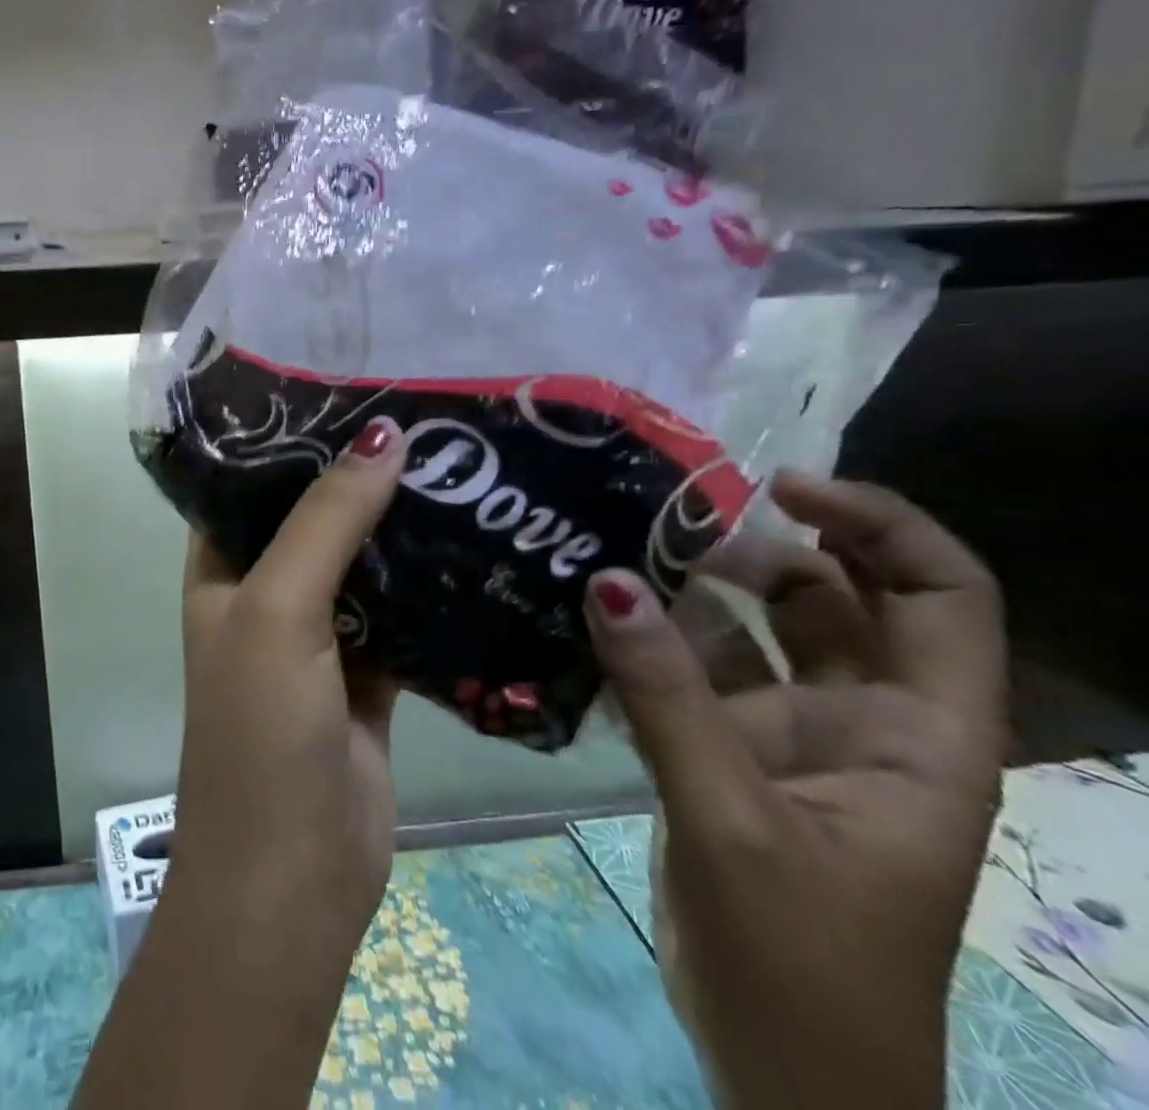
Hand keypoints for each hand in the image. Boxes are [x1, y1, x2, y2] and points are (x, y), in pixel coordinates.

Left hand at [73, 418, 406, 1109]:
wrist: (294, 880)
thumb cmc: (261, 732)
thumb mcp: (279, 610)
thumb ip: (326, 521)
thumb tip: (382, 435)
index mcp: (222, 568)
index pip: (250, 481)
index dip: (293, 436)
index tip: (352, 387)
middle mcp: (265, 591)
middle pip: (314, 515)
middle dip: (361, 474)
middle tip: (429, 417)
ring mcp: (319, 633)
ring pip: (364, 561)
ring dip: (403, 525)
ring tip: (463, 461)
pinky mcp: (370, 673)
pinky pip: (403, 612)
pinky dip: (433, 585)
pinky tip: (481, 542)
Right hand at [583, 472, 1005, 1109]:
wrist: (785, 1077)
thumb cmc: (804, 963)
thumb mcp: (733, 820)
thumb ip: (667, 697)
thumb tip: (608, 579)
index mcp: (923, 734)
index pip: (940, 595)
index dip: (878, 525)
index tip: (781, 487)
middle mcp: (863, 718)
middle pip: (835, 597)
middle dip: (763, 546)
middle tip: (668, 514)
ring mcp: (790, 734)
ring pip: (754, 630)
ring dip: (695, 587)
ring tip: (618, 548)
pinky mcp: (728, 753)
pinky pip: (693, 670)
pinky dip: (653, 637)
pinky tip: (598, 614)